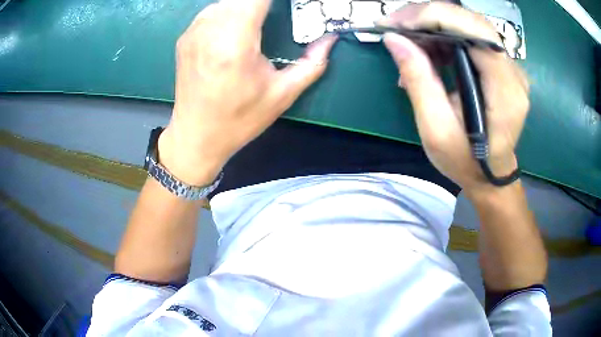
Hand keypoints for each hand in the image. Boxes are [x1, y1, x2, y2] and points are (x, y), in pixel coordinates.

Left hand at [159, 0, 336, 185]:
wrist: (196, 137)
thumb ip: (311, 63)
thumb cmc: (239, 120)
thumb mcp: (282, 95)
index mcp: (235, 43)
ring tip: (256, 24)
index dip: (273, 0)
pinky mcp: (185, 38)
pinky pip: (211, 11)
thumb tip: (330, 40)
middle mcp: (210, 31)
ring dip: (244, 6)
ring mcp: (193, 33)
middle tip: (273, 18)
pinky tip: (234, 32)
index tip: (288, 6)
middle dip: (261, 4)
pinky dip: (227, 12)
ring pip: (225, 2)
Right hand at [381, 3, 529, 195]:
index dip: (435, 17)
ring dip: (433, 25)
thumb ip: (419, 82)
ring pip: (469, 24)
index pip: (476, 32)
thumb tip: (394, 40)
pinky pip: (471, 36)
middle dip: (429, 15)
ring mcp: (509, 67)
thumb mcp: (436, 130)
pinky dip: (443, 35)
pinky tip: (427, 50)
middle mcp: (513, 72)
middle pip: (472, 21)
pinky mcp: (500, 66)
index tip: (398, 24)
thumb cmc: (465, 161)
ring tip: (407, 41)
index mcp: (505, 91)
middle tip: (395, 26)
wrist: (490, 175)